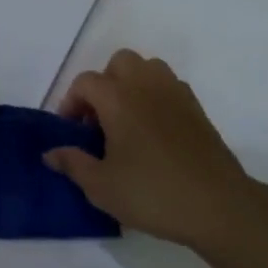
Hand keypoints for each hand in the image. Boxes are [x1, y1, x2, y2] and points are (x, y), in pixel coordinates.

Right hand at [44, 49, 267, 253]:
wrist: (218, 205)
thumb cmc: (152, 193)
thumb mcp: (102, 187)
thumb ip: (73, 164)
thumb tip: (50, 153)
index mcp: (118, 99)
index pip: (85, 82)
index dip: (71, 102)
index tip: (72, 132)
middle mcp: (146, 86)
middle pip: (119, 62)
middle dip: (103, 84)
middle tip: (99, 120)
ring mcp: (176, 93)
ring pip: (147, 68)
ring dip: (131, 85)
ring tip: (126, 121)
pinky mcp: (196, 108)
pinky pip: (168, 85)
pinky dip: (154, 96)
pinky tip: (153, 131)